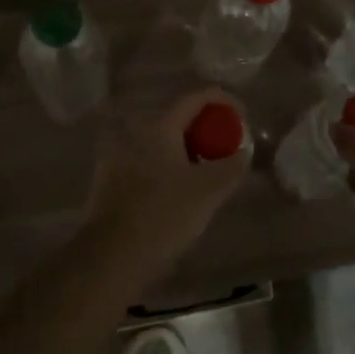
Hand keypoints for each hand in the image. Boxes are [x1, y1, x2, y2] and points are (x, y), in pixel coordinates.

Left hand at [79, 89, 251, 270]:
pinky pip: (149, 161)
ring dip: (188, 149)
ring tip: (209, 172)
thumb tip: (243, 150)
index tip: (244, 118)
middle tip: (228, 148)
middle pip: (179, 119)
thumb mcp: (209, 190)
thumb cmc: (164, 214)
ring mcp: (119, 155)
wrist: (112, 255)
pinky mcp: (110, 179)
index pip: (196, 98)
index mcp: (158, 126)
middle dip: (207, 129)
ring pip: (162, 142)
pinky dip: (170, 165)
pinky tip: (181, 191)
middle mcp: (135, 132)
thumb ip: (232, 165)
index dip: (224, 102)